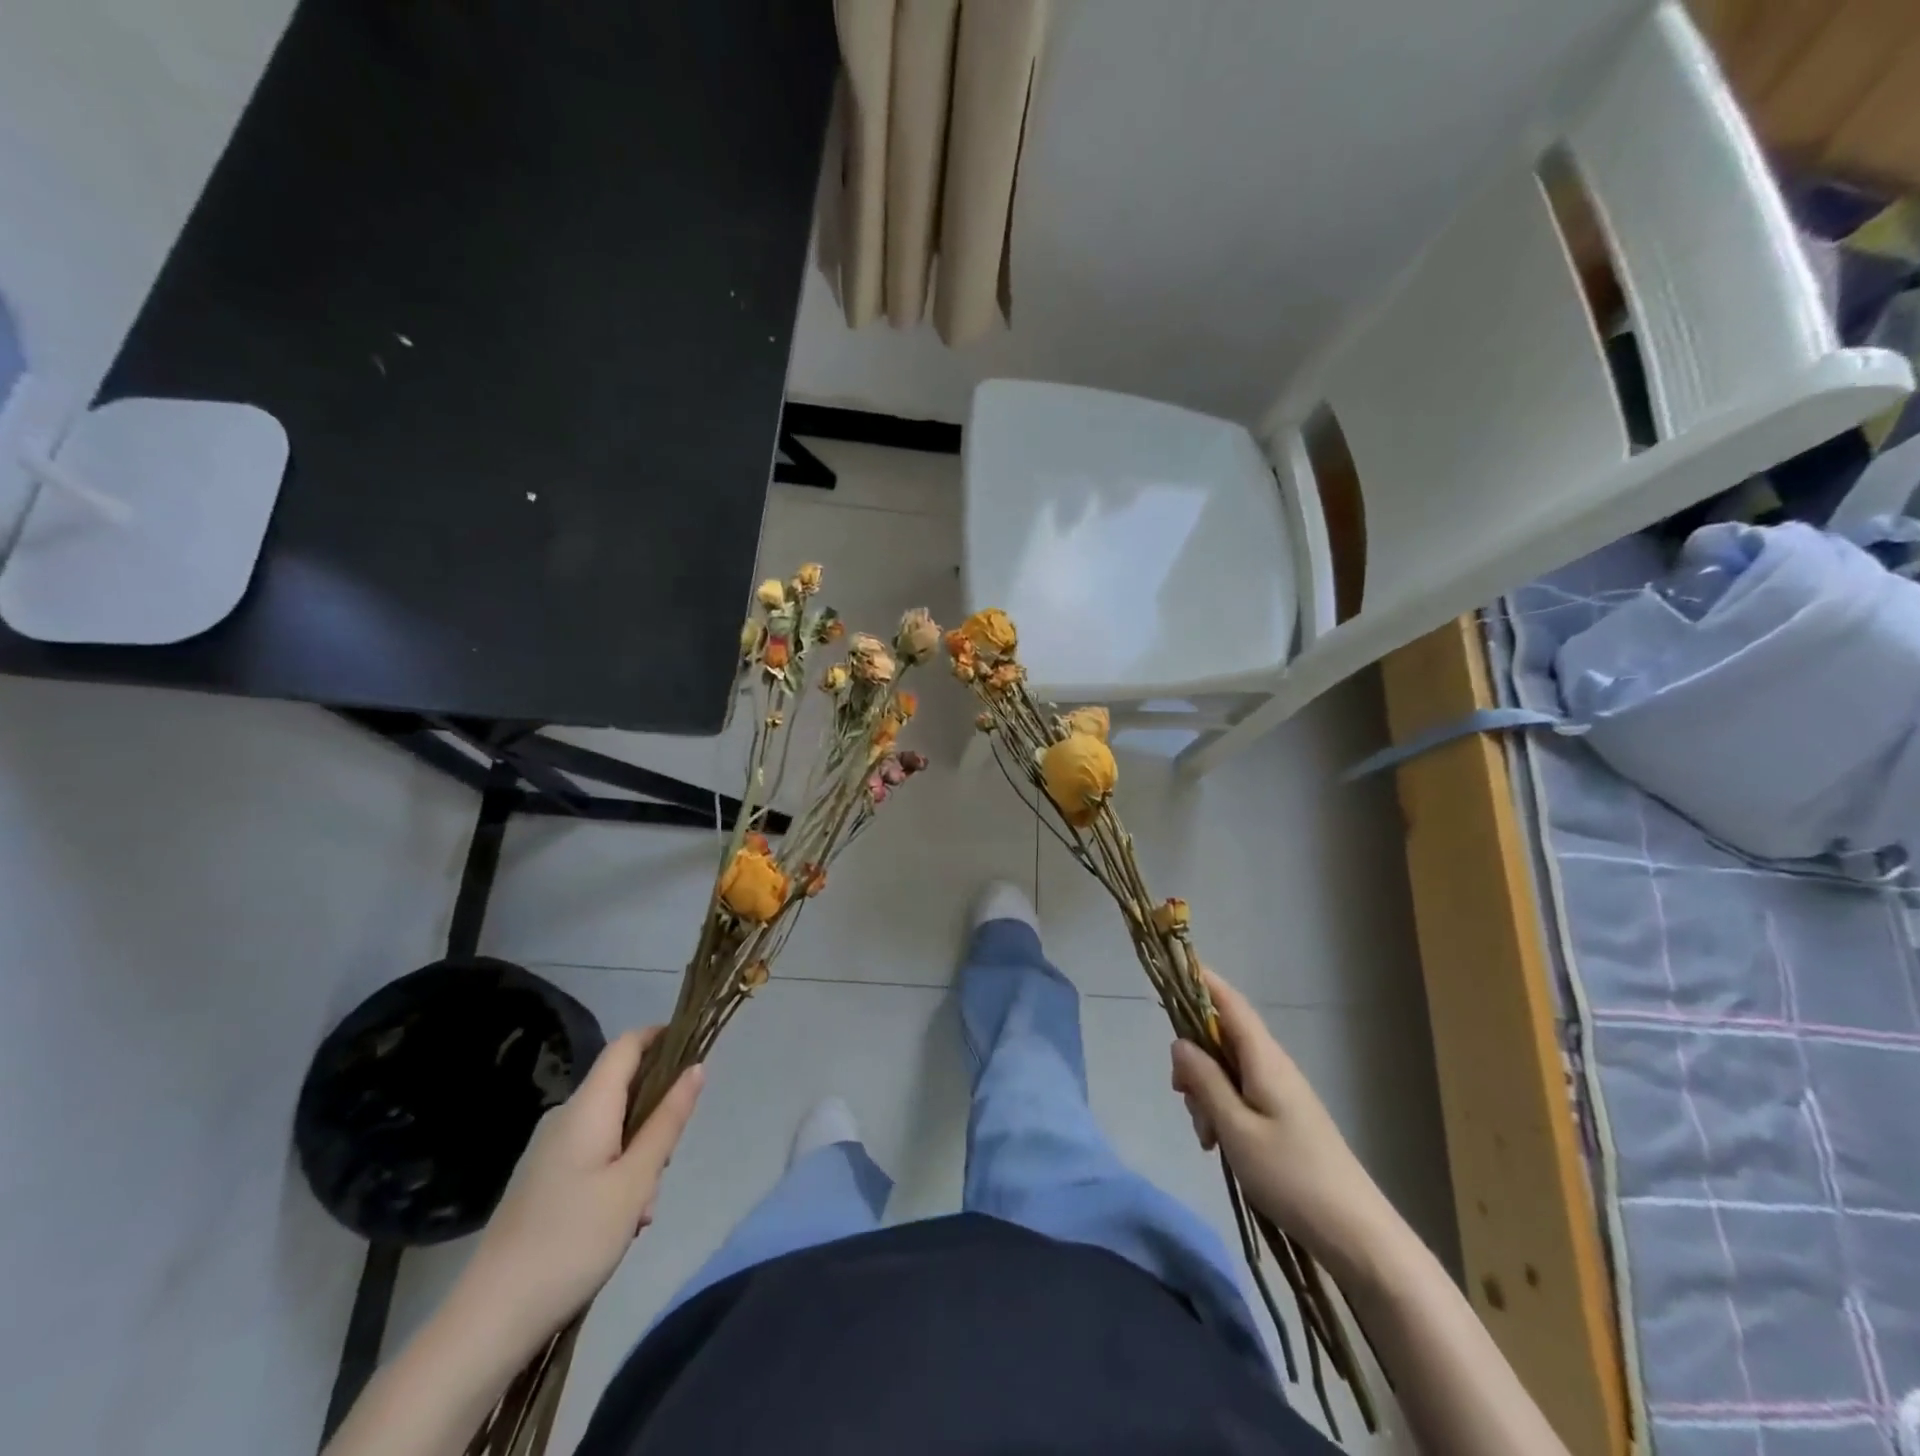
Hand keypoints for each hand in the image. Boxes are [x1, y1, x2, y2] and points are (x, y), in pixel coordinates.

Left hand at [449, 1028, 703, 1363]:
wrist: (489, 1320)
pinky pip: (593, 1155)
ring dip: (639, 1155)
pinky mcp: (543, 1180)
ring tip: (641, 1211)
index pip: (628, 1044)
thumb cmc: (572, 1241)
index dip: (662, 1036)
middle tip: (667, 1165)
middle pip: (624, 1089)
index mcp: (588, 1106)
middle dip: (656, 1116)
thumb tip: (695, 1069)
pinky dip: (617, 1175)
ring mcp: (550, 1150)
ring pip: (612, 1128)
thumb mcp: (635, 1181)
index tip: (695, 1052)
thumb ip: (668, 1122)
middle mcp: (566, 1117)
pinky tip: (620, 1224)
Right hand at [1169, 969, 1388, 1270]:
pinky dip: (1222, 1111)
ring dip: (1206, 1093)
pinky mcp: (1284, 1117)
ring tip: (1207, 1138)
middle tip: (1182, 1098)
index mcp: (1264, 1058)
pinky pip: (1241, 1095)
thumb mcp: (1235, 1129)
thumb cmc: (1292, 1177)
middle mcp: (1273, 1065)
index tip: (1171, 972)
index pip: (1229, 1002)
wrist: (1358, 1236)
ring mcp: (1280, 1092)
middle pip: (1221, 1038)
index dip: (1201, 981)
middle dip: (1193, 1059)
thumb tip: (1179, 1041)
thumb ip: (1204, 1081)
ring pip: (1227, 1071)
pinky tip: (1220, 1146)